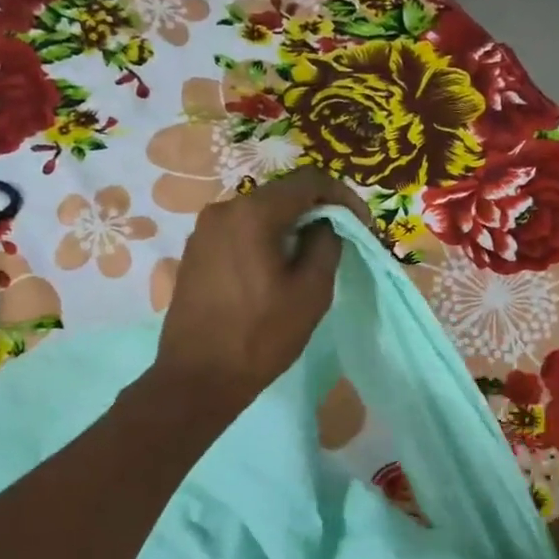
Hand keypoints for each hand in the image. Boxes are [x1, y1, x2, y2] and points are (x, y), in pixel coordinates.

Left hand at [153, 167, 371, 416]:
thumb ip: (326, 246)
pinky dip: (265, 242)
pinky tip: (276, 272)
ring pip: (260, 215)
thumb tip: (324, 226)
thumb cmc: (261, 336)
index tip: (363, 225)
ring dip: (290, 229)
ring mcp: (204, 231)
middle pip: (282, 196)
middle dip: (316, 213)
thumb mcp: (311, 293)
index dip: (343, 197)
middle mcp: (223, 209)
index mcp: (253, 213)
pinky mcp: (196, 253)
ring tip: (310, 260)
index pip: (309, 181)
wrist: (199, 377)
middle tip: (341, 242)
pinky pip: (240, 234)